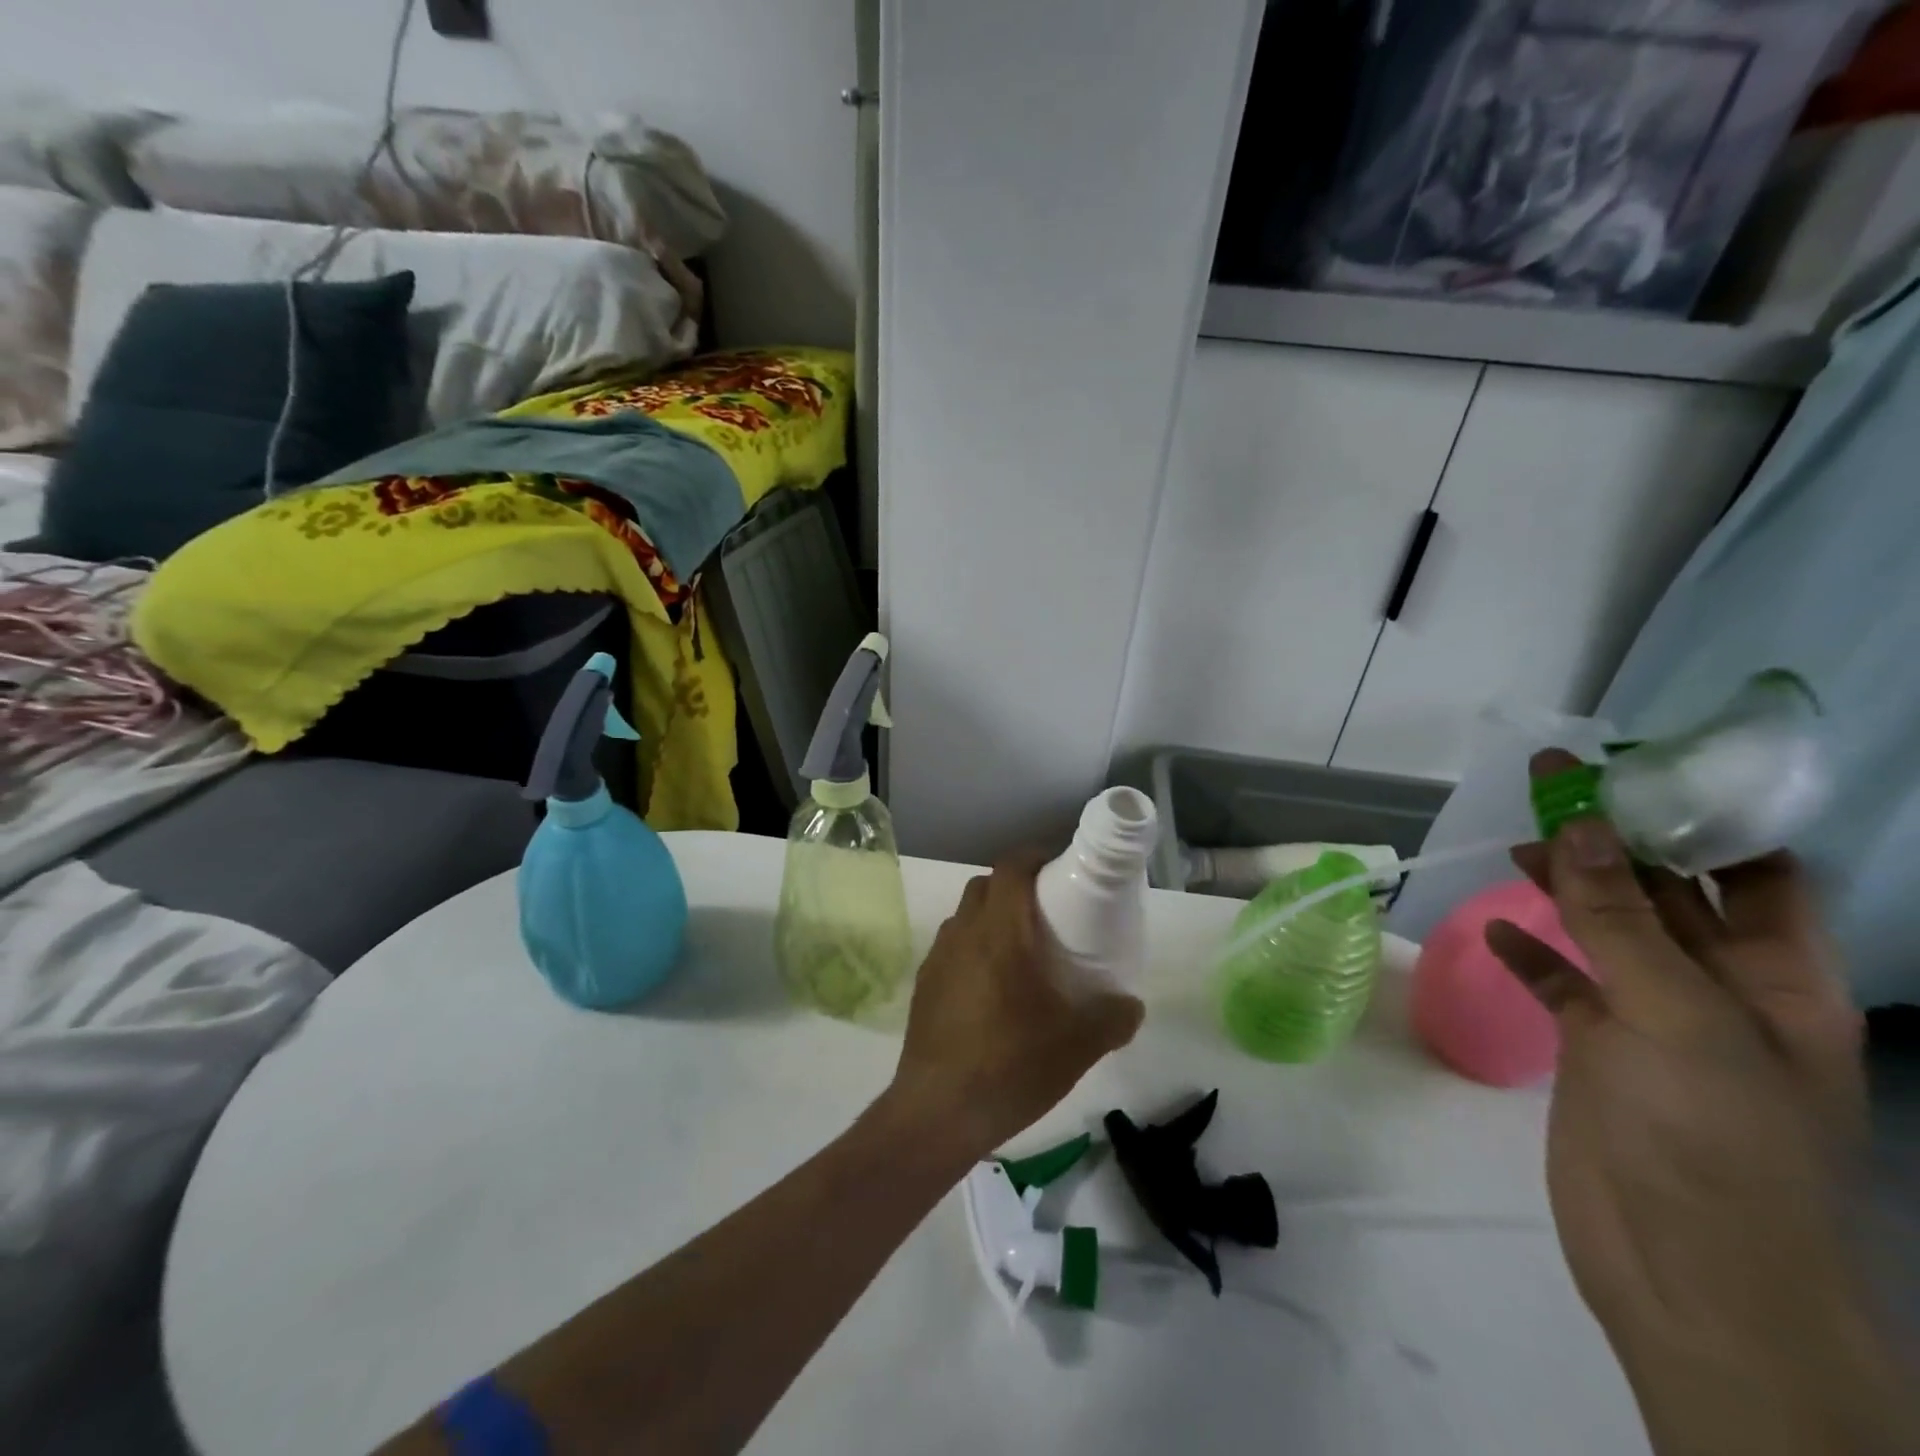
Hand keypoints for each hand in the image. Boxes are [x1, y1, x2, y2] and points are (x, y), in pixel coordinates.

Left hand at [887, 854, 1144, 1160]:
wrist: (938, 1112)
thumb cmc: (1011, 1064)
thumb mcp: (1077, 1046)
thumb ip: (1112, 1018)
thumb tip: (1131, 1005)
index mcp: (999, 932)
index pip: (1011, 868)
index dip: (1034, 856)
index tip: (1059, 867)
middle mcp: (963, 933)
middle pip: (986, 886)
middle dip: (1015, 886)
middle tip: (1047, 911)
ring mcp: (938, 959)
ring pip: (965, 917)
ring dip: (991, 918)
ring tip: (1021, 952)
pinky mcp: (924, 985)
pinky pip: (952, 948)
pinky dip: (973, 949)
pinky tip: (992, 990)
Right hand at [1487, 752, 1902, 1452]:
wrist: (1685, 1269)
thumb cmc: (1711, 1136)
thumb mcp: (1673, 1013)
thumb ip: (1620, 916)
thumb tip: (1581, 823)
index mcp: (1778, 978)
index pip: (1754, 873)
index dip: (1705, 817)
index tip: (1636, 771)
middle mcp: (1722, 989)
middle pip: (1667, 893)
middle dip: (1616, 839)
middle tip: (1550, 786)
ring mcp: (1655, 1020)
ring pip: (1608, 931)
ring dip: (1567, 887)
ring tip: (1515, 846)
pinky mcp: (1599, 1048)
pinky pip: (1564, 982)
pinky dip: (1532, 952)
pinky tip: (1498, 929)